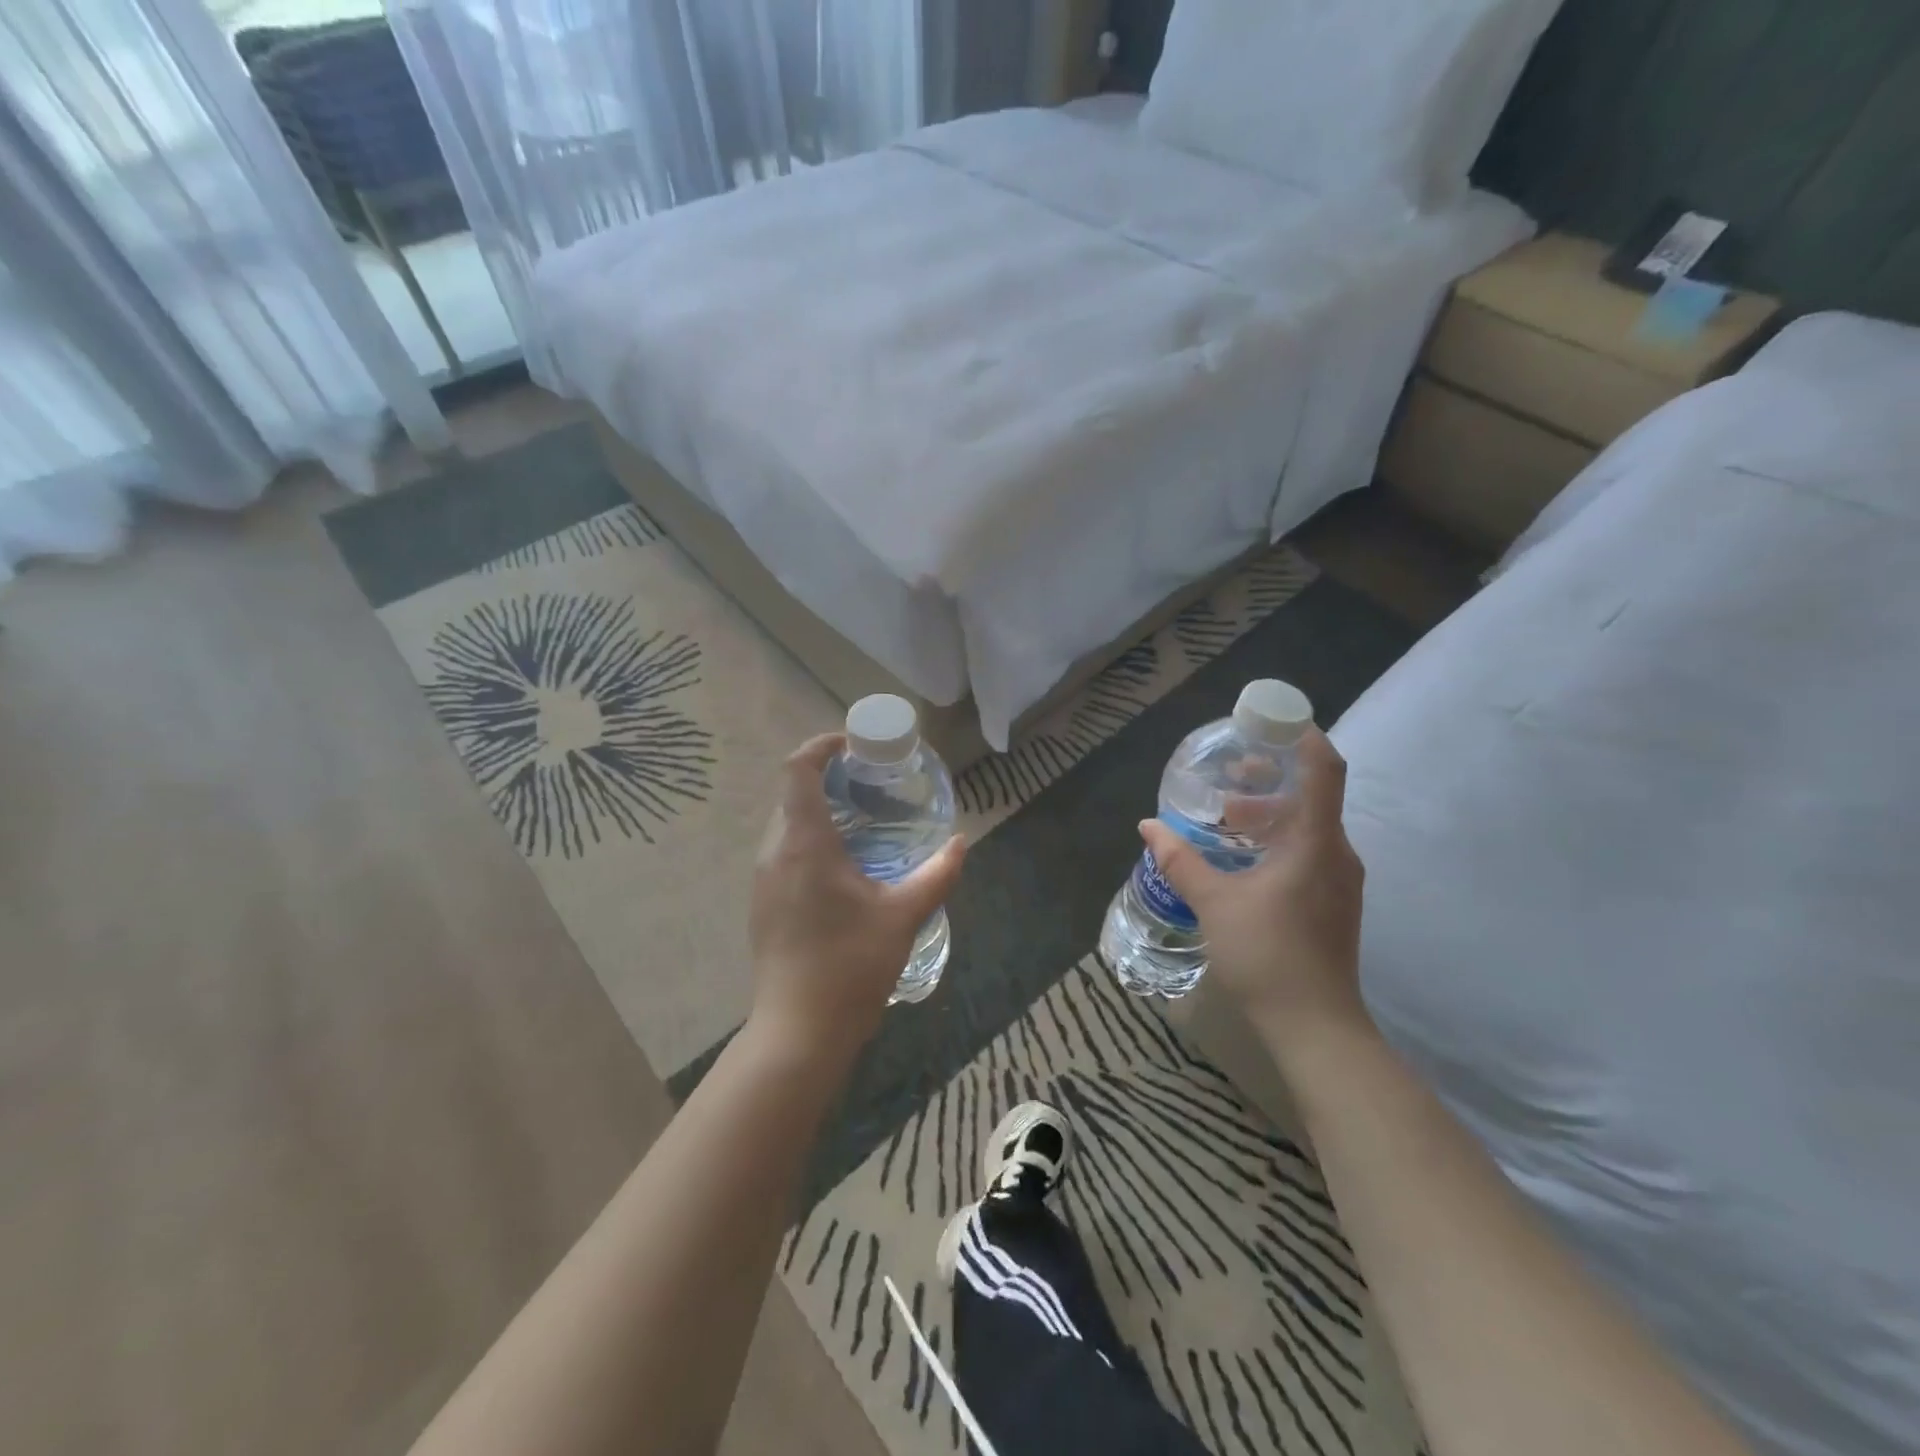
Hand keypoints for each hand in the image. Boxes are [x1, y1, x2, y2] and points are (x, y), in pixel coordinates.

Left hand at [748, 734, 967, 1059]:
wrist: (799, 1032)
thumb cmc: (850, 966)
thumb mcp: (903, 916)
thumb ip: (937, 874)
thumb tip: (963, 842)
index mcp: (804, 844)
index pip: (797, 769)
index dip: (821, 746)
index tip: (854, 746)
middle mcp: (774, 853)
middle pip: (791, 794)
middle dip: (827, 778)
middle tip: (871, 784)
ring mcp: (763, 881)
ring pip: (786, 825)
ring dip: (818, 811)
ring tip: (863, 821)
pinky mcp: (763, 904)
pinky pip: (783, 853)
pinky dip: (810, 841)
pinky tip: (844, 867)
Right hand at [1138, 727, 1370, 1068]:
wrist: (1315, 1028)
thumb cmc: (1267, 955)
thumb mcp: (1213, 902)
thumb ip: (1179, 860)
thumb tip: (1148, 826)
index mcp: (1316, 842)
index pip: (1324, 769)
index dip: (1303, 736)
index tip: (1269, 721)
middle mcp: (1337, 853)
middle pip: (1312, 795)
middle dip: (1271, 778)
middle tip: (1229, 774)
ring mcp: (1339, 880)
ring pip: (1308, 826)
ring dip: (1269, 814)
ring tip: (1226, 818)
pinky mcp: (1333, 902)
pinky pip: (1308, 852)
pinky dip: (1277, 840)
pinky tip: (1242, 858)